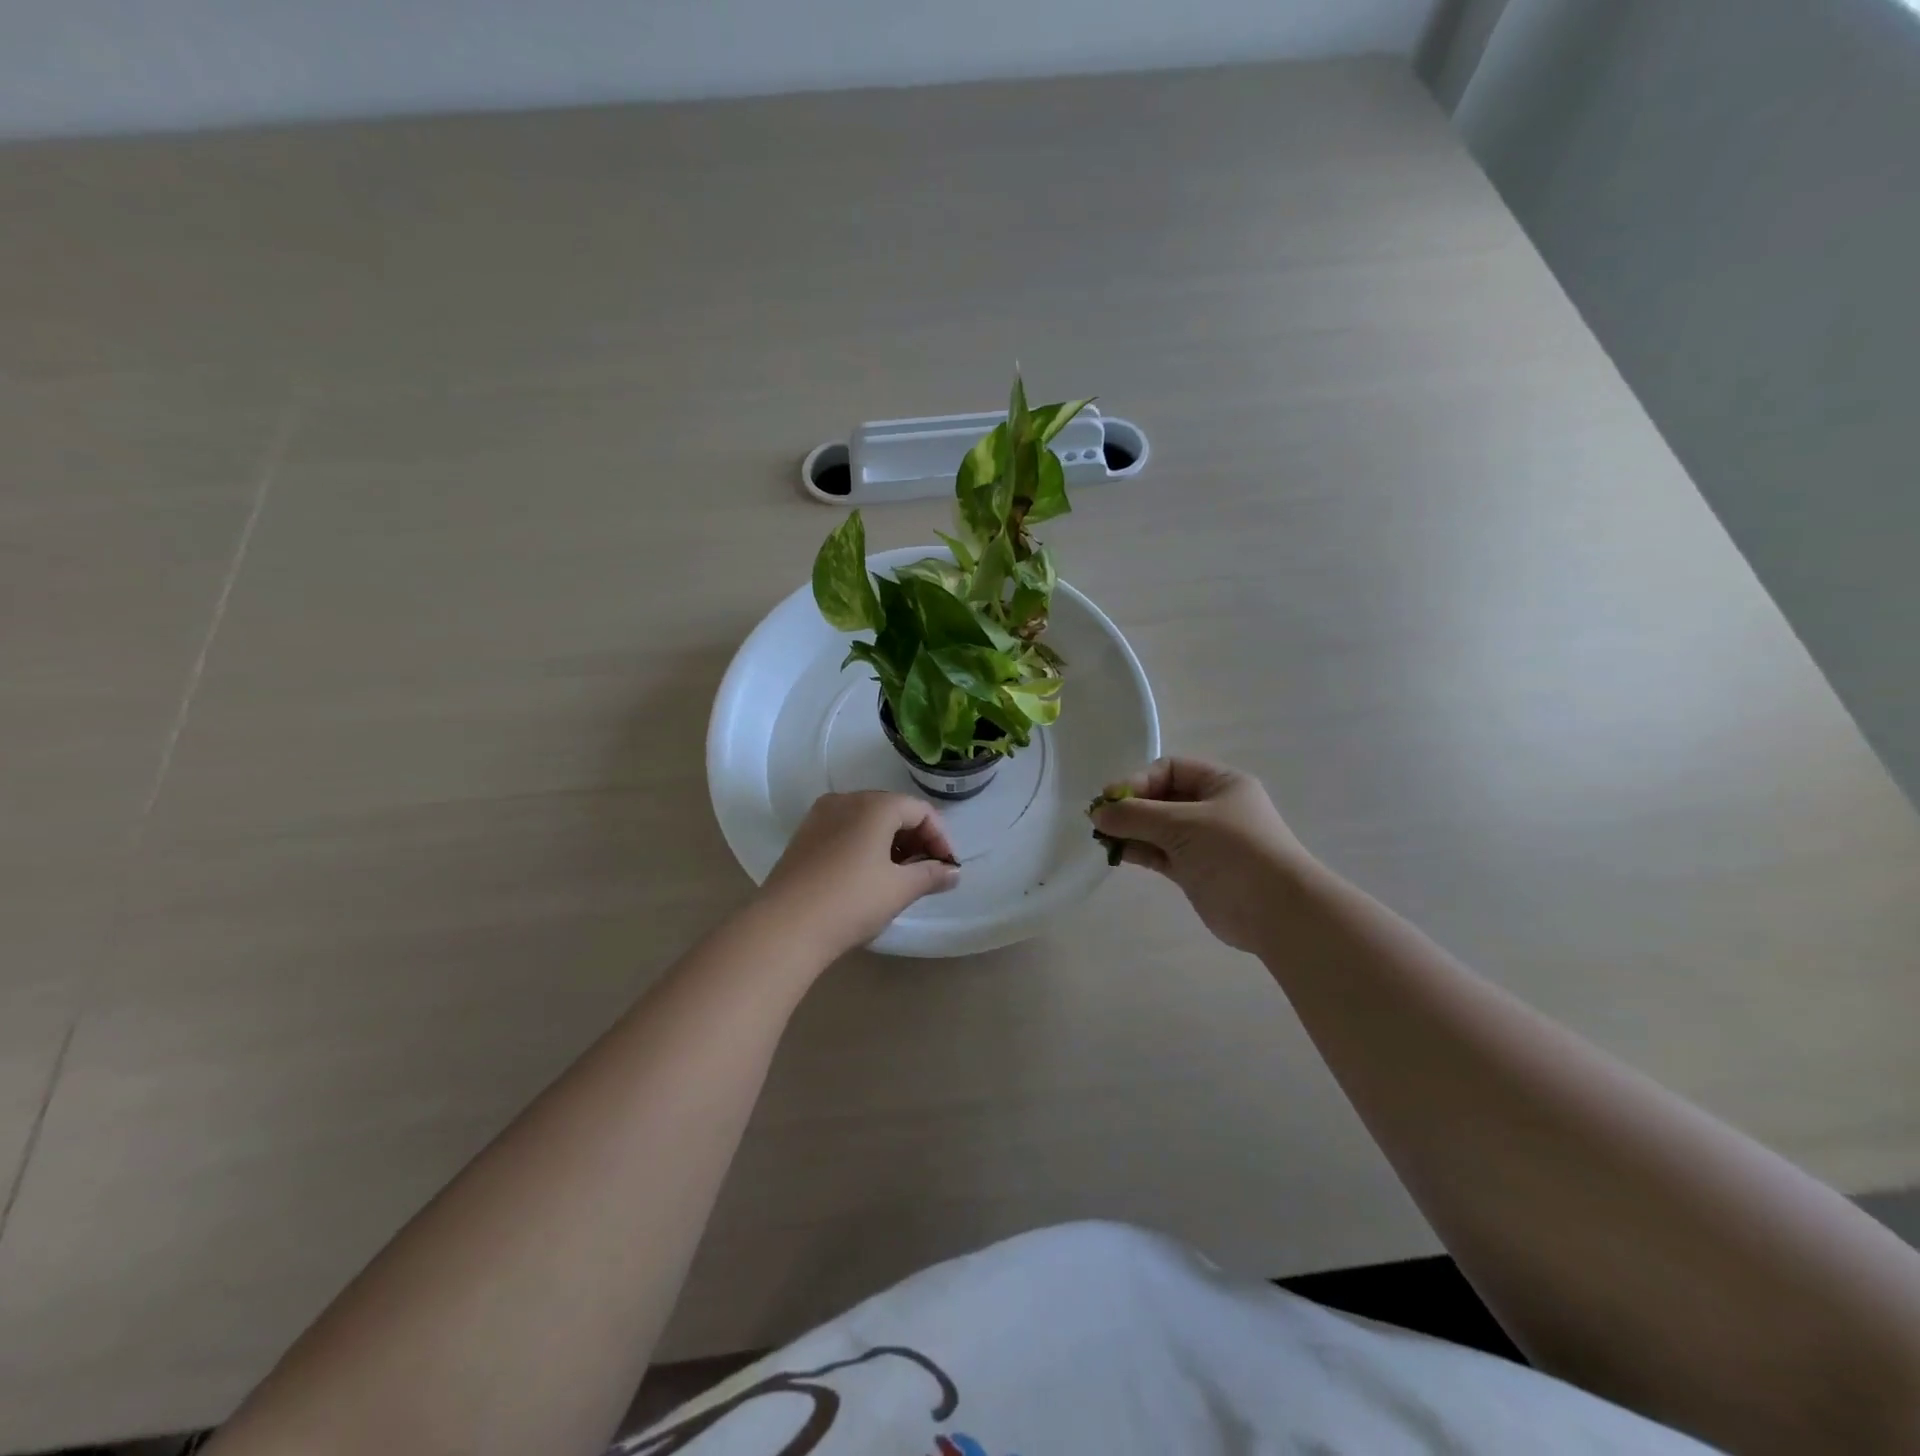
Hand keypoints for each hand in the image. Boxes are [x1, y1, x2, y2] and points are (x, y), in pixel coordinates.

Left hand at [757, 791, 959, 958]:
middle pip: (893, 810)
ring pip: (867, 820)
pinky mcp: (804, 836)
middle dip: (916, 839)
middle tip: (927, 872)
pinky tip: (868, 876)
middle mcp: (847, 800)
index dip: (940, 838)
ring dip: (891, 843)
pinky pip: (845, 830)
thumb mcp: (899, 889)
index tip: (947, 868)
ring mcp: (820, 816)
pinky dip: (865, 846)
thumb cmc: (851, 901)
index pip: (920, 811)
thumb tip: (953, 873)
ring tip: (900, 877)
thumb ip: (931, 875)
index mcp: (875, 805)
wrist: (784, 926)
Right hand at [1091, 758, 1312, 952]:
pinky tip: (1117, 853)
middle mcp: (1213, 808)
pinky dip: (1139, 851)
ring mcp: (1204, 841)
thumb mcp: (1183, 823)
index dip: (1138, 780)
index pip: (1170, 769)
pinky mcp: (1195, 870)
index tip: (1112, 799)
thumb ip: (1137, 816)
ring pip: (1158, 828)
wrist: (1276, 911)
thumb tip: (1097, 813)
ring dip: (1131, 830)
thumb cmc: (1234, 851)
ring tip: (1102, 838)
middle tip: (1100, 820)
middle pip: (1162, 798)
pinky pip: (1160, 853)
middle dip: (1131, 806)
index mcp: (1221, 784)